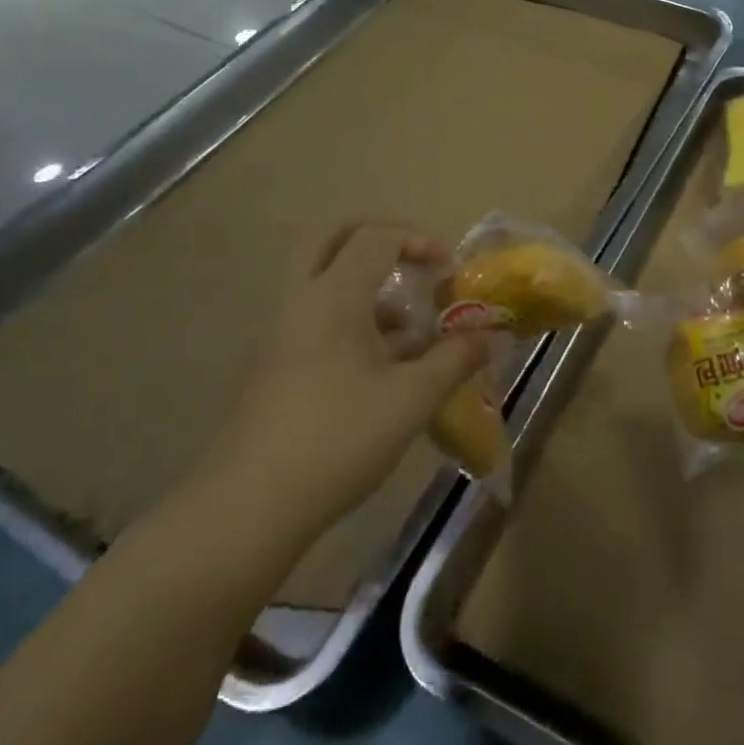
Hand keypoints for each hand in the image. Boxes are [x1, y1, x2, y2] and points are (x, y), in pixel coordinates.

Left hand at [205, 223, 489, 536]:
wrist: (249, 507)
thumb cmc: (339, 438)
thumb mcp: (412, 398)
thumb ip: (456, 358)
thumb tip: (494, 335)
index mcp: (333, 296)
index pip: (376, 237)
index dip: (420, 241)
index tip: (450, 273)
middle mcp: (303, 302)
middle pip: (334, 240)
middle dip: (381, 242)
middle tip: (416, 264)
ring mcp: (284, 335)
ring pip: (327, 284)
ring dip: (371, 289)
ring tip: (413, 331)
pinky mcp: (277, 367)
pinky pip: (320, 321)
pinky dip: (355, 323)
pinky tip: (387, 370)